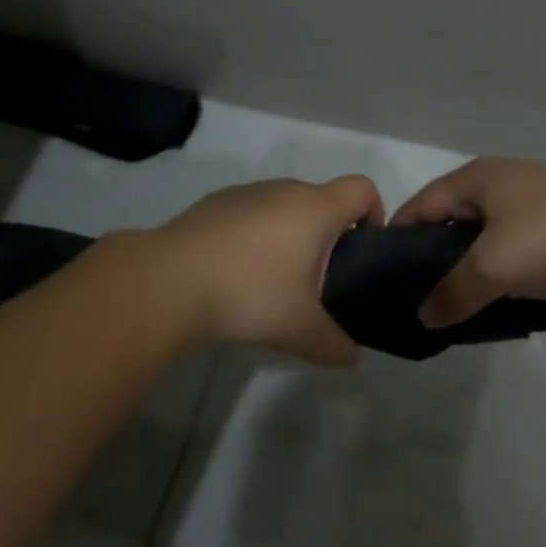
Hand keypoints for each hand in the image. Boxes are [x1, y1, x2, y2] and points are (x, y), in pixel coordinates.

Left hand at [148, 176, 383, 364]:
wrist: (171, 280)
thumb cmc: (251, 294)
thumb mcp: (300, 330)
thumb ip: (335, 344)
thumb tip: (355, 358)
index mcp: (316, 208)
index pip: (363, 188)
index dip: (374, 212)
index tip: (364, 248)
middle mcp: (286, 189)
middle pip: (323, 199)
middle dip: (329, 233)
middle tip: (320, 279)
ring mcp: (248, 192)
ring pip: (284, 205)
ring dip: (290, 233)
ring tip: (275, 280)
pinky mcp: (216, 202)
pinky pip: (251, 212)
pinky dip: (255, 234)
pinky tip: (235, 272)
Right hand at [392, 158, 545, 326]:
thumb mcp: (495, 266)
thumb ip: (454, 291)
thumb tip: (422, 316)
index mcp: (473, 179)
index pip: (419, 206)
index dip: (398, 240)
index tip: (385, 281)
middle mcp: (497, 181)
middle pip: (450, 219)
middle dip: (434, 258)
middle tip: (423, 300)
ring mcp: (530, 197)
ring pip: (483, 234)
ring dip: (470, 265)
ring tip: (460, 304)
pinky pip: (513, 242)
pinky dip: (501, 266)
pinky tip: (504, 295)